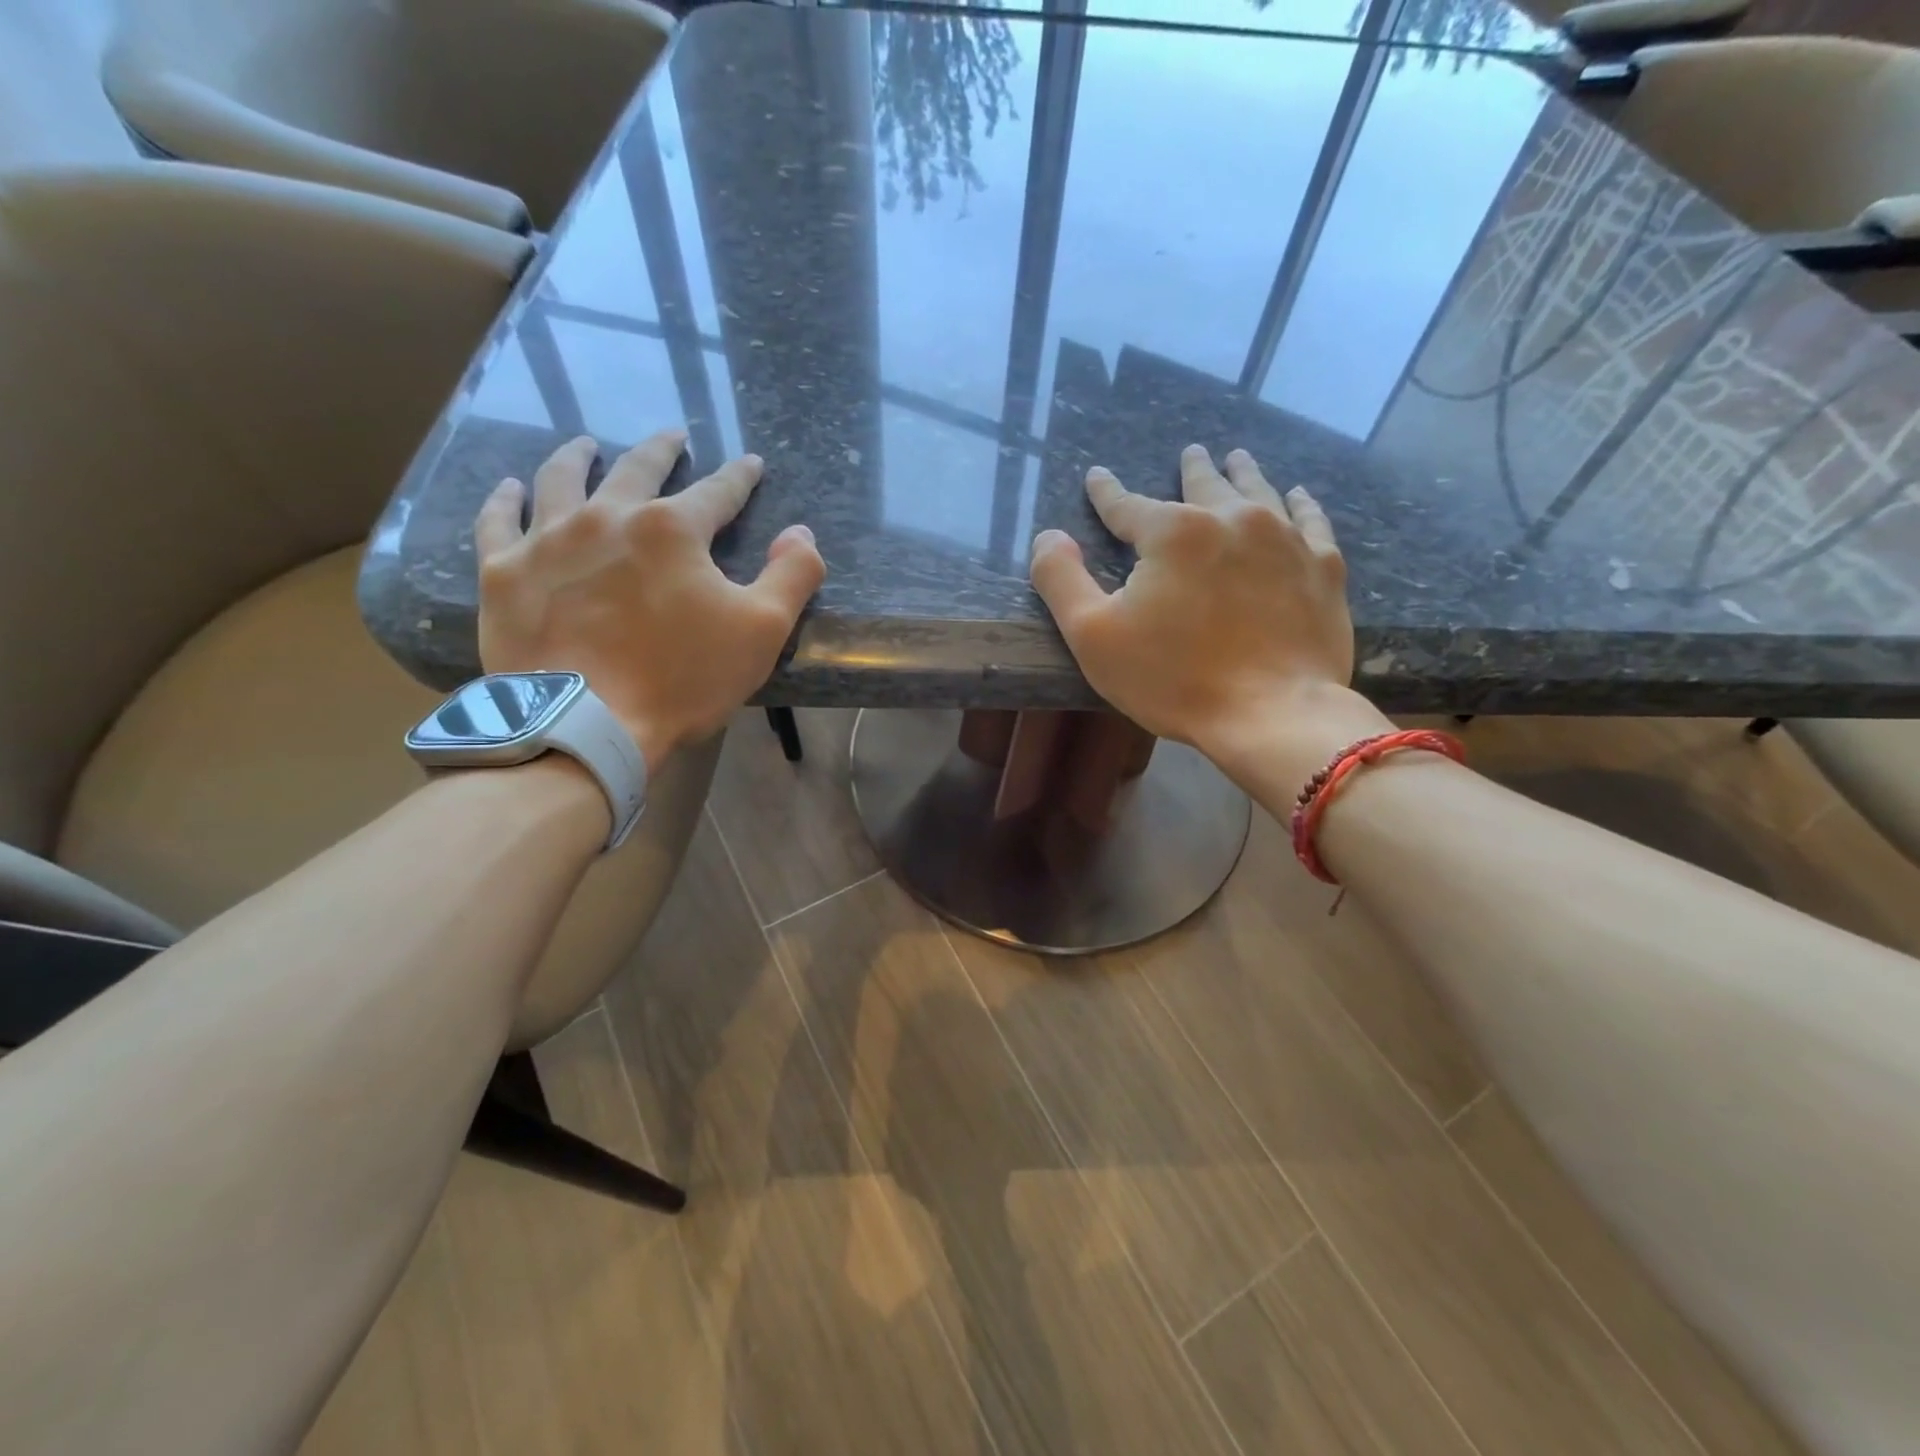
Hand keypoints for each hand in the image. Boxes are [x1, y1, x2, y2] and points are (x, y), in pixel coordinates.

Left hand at [474, 430, 824, 770]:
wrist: (588, 726)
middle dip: (662, 450)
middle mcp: (607, 516)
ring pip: (561, 479)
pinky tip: (510, 488)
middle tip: (673, 437)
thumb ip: (793, 574)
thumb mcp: (762, 630)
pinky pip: (499, 521)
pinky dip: (506, 500)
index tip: (751, 464)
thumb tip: (800, 532)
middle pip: (638, 468)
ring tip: (587, 444)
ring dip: (579, 456)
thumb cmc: (682, 679)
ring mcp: (548, 540)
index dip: (739, 477)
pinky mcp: (504, 572)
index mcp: (672, 530)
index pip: (717, 492)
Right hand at [1029, 444, 1387, 781]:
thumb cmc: (1173, 678)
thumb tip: (1049, 536)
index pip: (1127, 505)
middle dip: (1192, 468)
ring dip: (1243, 473)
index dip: (1106, 493)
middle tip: (1190, 452)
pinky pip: (1311, 521)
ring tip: (1236, 458)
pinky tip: (1297, 496)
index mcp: (1173, 533)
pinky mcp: (1323, 569)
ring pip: (1260, 493)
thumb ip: (1061, 579)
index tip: (1097, 478)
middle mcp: (1232, 519)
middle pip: (1205, 485)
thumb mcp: (1093, 635)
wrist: (1272, 715)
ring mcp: (1285, 540)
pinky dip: (1301, 504)